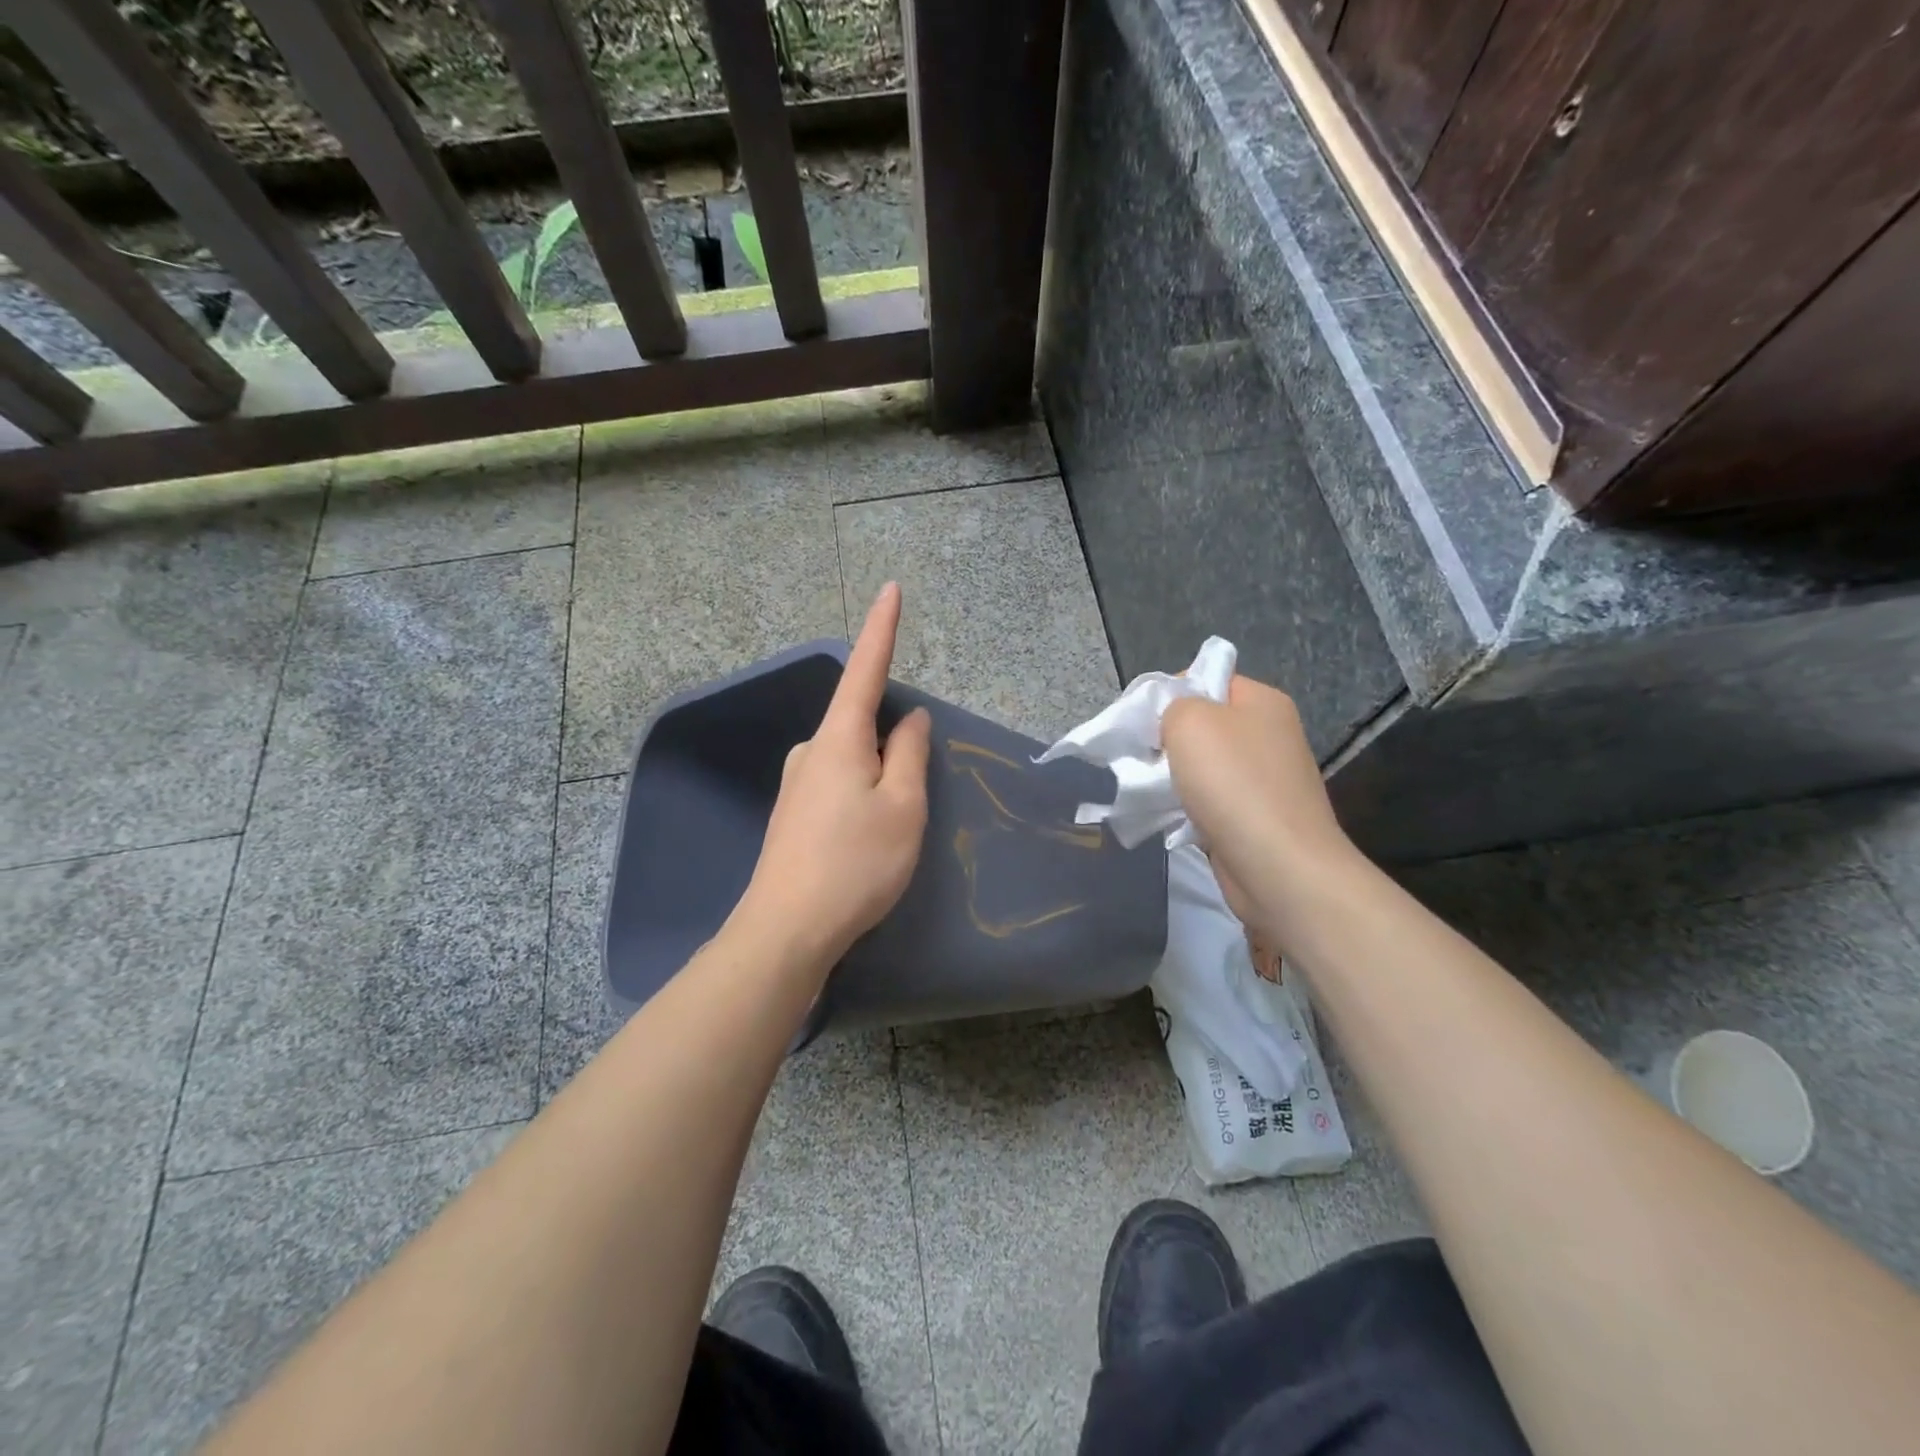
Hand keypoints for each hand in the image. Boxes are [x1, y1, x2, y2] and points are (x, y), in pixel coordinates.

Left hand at [735, 582, 931, 962]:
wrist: (786, 930)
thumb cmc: (855, 863)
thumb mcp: (902, 807)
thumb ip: (910, 755)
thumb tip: (911, 718)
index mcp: (839, 738)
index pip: (865, 669)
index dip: (882, 628)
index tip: (891, 588)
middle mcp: (811, 750)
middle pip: (861, 724)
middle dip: (892, 744)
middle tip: (910, 801)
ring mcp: (797, 783)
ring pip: (851, 760)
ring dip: (878, 777)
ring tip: (889, 831)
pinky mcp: (792, 814)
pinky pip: (838, 784)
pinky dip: (862, 796)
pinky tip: (865, 838)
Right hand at [1161, 675, 1353, 936]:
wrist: (1279, 868)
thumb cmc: (1233, 784)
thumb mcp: (1190, 722)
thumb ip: (1172, 705)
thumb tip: (1171, 721)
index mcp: (1262, 702)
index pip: (1206, 679)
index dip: (1168, 694)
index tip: (1140, 722)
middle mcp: (1269, 734)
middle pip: (1202, 724)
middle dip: (1166, 740)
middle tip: (1142, 759)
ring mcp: (1265, 778)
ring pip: (1202, 766)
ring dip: (1174, 778)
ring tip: (1152, 792)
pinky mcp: (1256, 817)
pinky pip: (1210, 801)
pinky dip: (1189, 809)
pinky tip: (1174, 821)